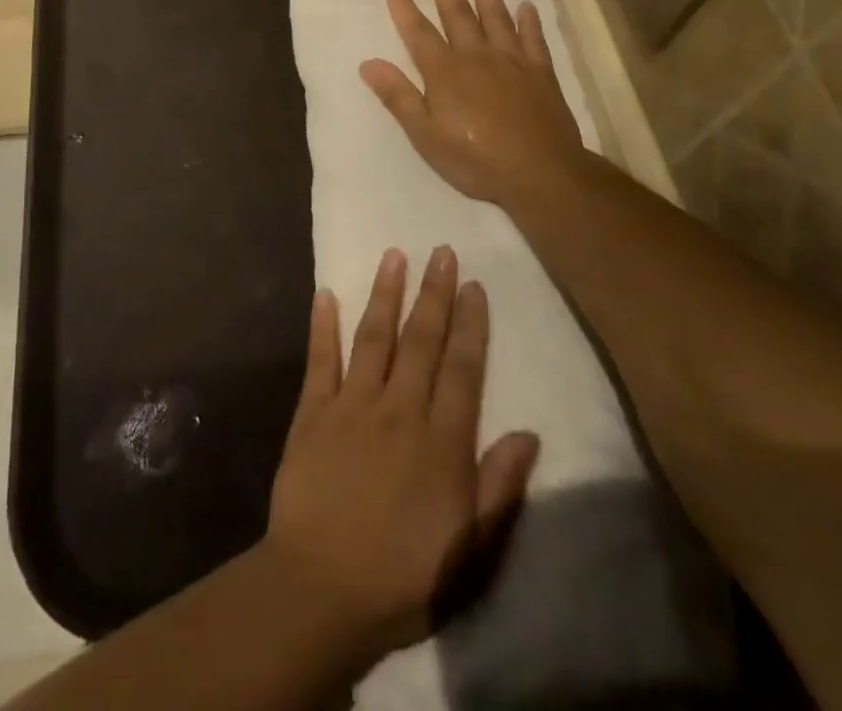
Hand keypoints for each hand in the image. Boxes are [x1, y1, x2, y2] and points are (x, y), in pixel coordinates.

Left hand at [264, 247, 539, 660]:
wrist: (322, 589)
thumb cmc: (404, 575)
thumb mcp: (470, 549)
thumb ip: (499, 487)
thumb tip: (529, 433)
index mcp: (440, 440)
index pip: (462, 368)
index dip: (470, 324)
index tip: (474, 285)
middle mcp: (399, 409)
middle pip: (421, 341)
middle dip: (434, 293)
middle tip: (441, 252)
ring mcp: (352, 405)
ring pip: (374, 337)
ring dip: (385, 294)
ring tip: (394, 255)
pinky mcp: (312, 412)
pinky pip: (320, 360)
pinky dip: (322, 325)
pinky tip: (325, 294)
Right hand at [361, 0, 589, 214]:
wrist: (540, 173)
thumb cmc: (475, 159)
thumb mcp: (425, 135)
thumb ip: (398, 96)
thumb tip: (368, 63)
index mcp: (445, 72)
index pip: (419, 33)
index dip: (405, 9)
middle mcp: (477, 57)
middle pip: (459, 15)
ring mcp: (512, 62)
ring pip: (496, 18)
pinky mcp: (540, 74)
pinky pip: (533, 39)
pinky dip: (529, 21)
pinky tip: (527, 6)